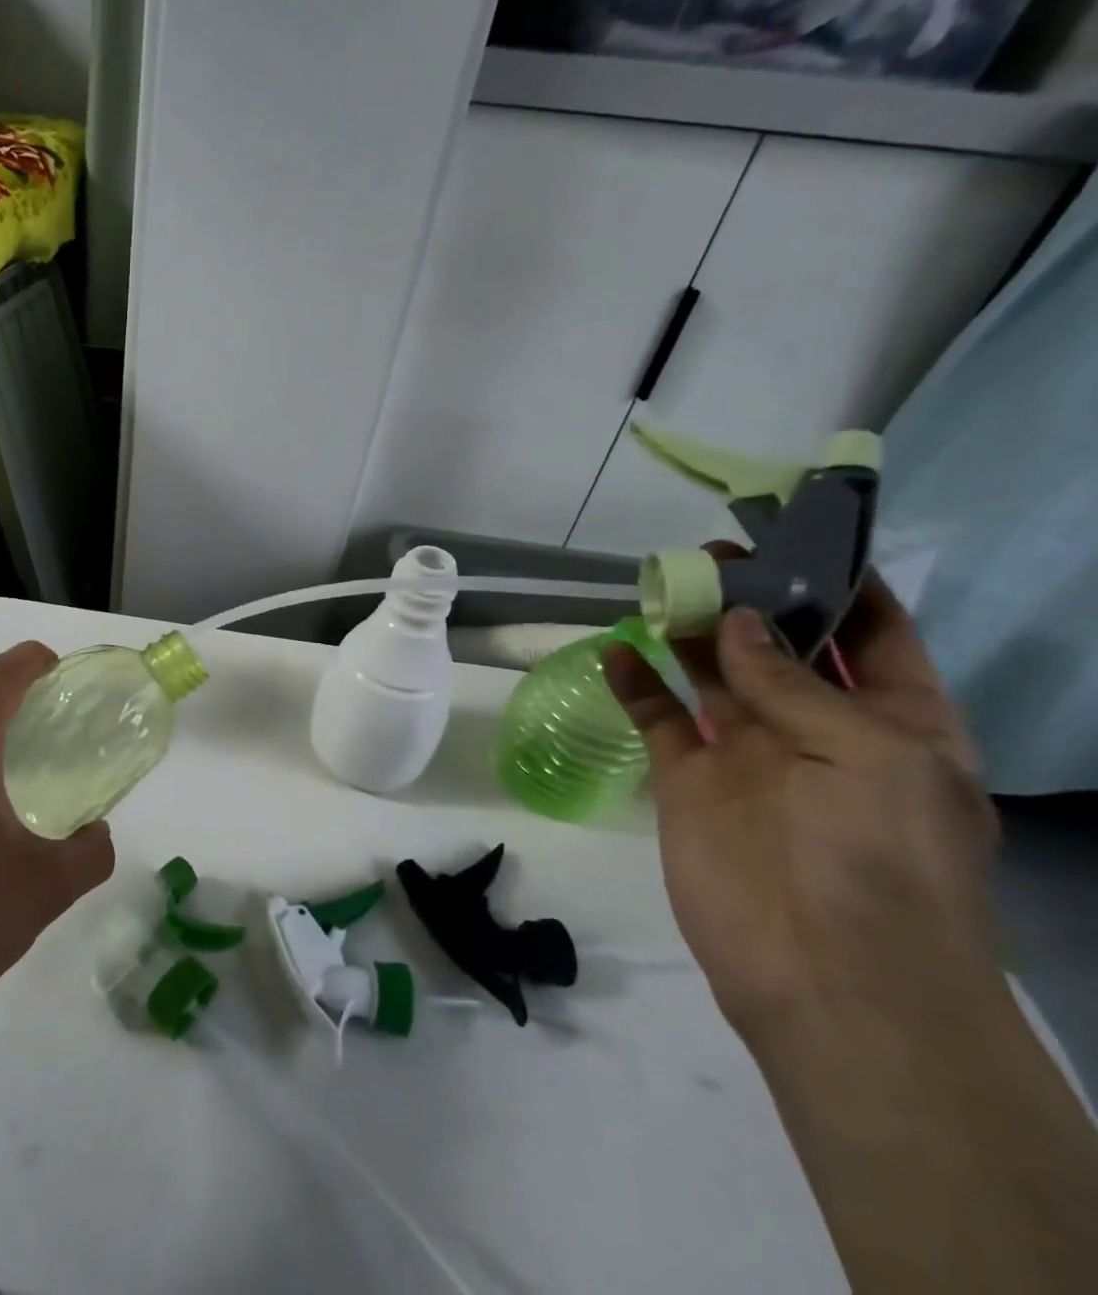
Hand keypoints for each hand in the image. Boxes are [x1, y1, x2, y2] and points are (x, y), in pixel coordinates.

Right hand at [605, 568, 999, 1042]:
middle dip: (749, 598)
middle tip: (709, 552)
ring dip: (685, 632)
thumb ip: (792, 684)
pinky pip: (656, 718)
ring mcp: (747, 753)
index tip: (795, 536)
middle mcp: (819, 730)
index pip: (871, 636)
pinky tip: (613, 652)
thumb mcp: (868, 756)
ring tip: (656, 585)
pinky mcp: (687, 778)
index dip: (839, 584)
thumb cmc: (880, 858)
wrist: (824, 973)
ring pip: (710, 674)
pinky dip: (633, 684)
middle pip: (778, 646)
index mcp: (895, 723)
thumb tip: (734, 620)